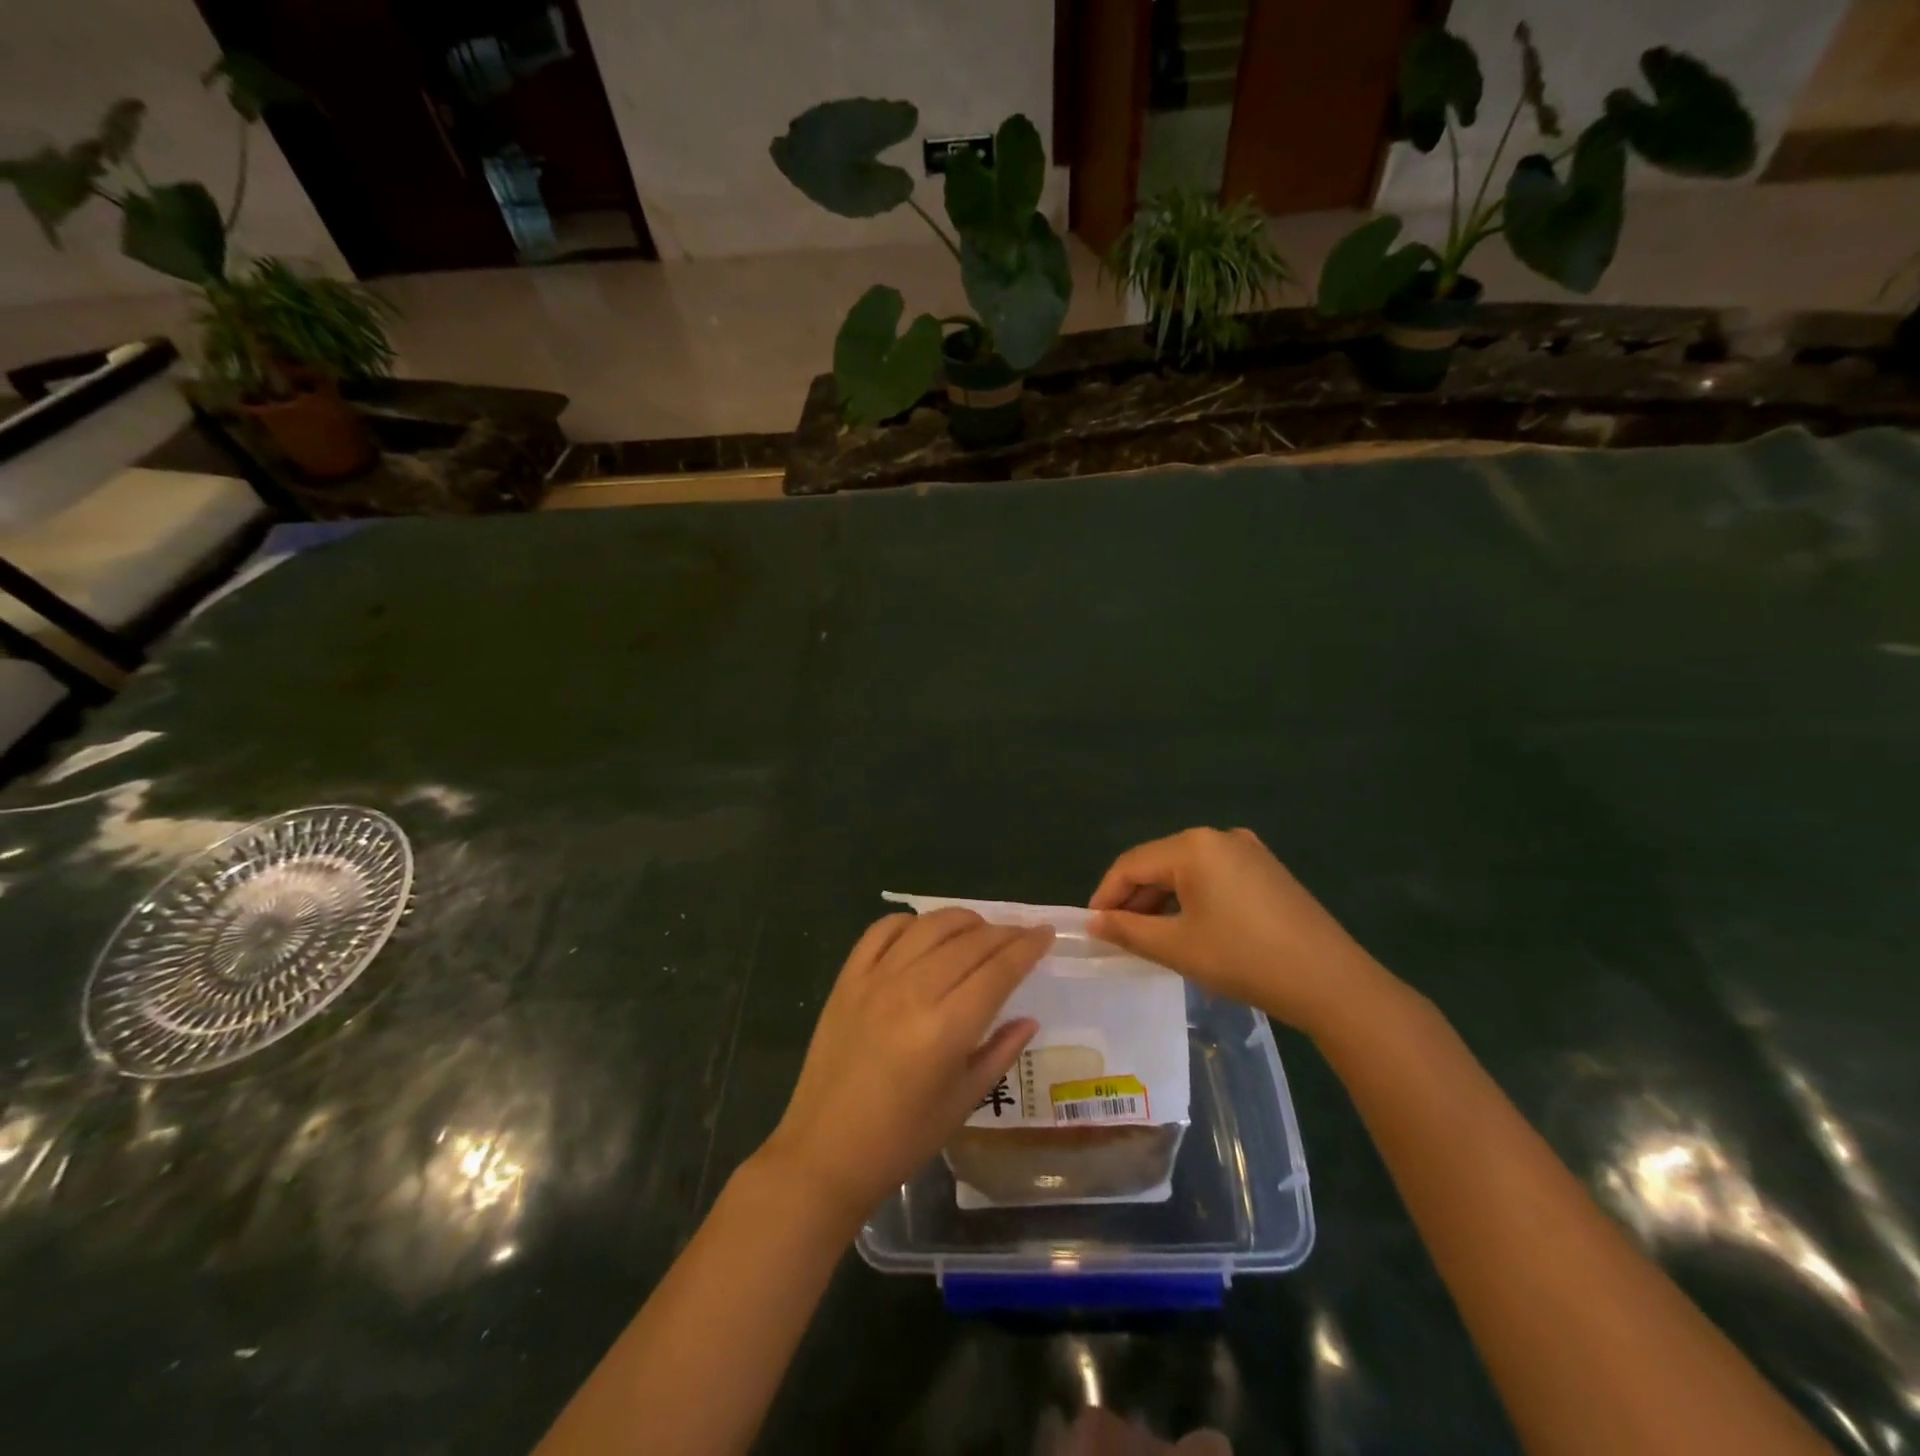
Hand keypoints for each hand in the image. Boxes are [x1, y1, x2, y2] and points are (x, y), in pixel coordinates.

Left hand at [760, 909, 1053, 1227]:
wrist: (824, 1153)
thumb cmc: (902, 1139)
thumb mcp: (962, 1102)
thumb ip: (999, 1052)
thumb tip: (1028, 1018)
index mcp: (946, 1029)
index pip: (998, 970)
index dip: (1027, 947)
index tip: (1046, 933)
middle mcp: (913, 992)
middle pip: (969, 942)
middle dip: (1003, 932)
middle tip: (1021, 934)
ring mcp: (875, 980)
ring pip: (929, 926)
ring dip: (962, 920)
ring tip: (980, 928)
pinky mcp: (847, 979)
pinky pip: (881, 931)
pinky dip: (910, 922)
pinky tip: (924, 931)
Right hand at [1088, 827, 1391, 1035]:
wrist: (1331, 982)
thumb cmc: (1244, 959)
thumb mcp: (1177, 947)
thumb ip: (1128, 930)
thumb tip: (1093, 922)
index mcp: (1193, 846)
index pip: (1131, 864)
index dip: (1106, 895)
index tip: (1092, 927)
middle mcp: (1219, 836)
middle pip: (1159, 862)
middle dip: (1134, 898)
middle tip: (1118, 934)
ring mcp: (1248, 850)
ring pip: (1186, 870)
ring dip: (1162, 899)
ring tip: (1149, 935)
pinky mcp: (1266, 869)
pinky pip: (1213, 876)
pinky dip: (1192, 898)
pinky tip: (1189, 927)